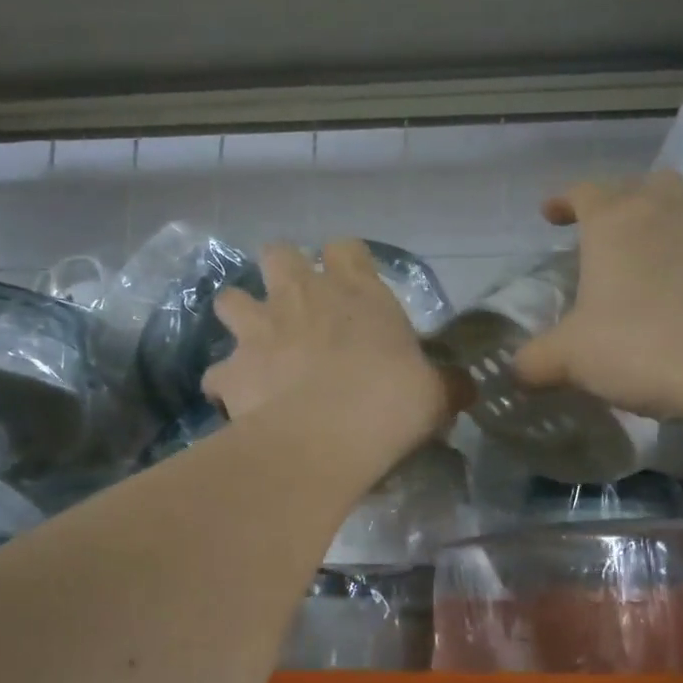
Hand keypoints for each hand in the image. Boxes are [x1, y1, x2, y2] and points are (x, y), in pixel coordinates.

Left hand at [203, 240, 461, 451]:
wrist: (328, 434)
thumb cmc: (391, 401)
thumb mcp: (435, 392)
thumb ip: (446, 384)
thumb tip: (465, 390)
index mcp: (356, 291)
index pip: (346, 248)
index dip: (345, 262)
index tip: (351, 285)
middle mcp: (302, 295)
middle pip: (278, 253)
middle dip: (281, 272)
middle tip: (295, 305)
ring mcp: (260, 328)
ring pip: (230, 298)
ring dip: (240, 316)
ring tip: (254, 344)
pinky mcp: (232, 368)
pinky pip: (217, 373)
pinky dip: (225, 384)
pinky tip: (236, 402)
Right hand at [514, 172, 682, 420]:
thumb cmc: (641, 344)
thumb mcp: (569, 358)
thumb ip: (535, 361)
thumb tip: (517, 371)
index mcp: (613, 221)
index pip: (583, 191)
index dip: (562, 200)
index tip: (548, 215)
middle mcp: (661, 212)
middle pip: (640, 185)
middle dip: (617, 201)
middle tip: (599, 233)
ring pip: (677, 209)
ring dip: (654, 226)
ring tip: (636, 265)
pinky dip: (681, 259)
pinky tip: (671, 296)